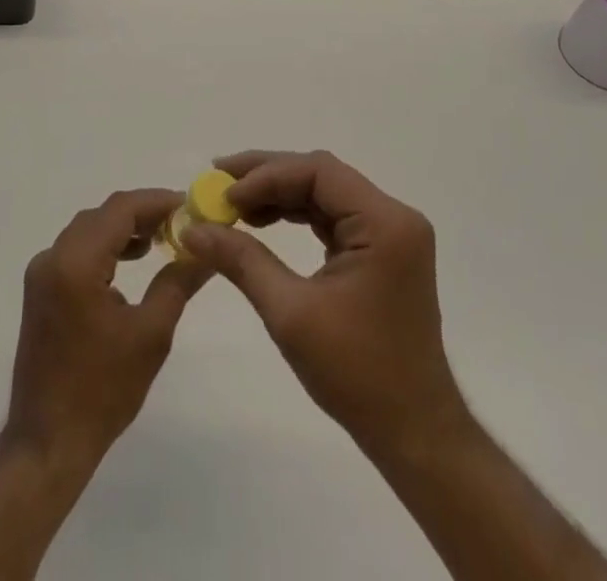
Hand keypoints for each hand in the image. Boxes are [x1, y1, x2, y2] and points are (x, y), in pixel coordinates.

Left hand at [6, 188, 208, 463]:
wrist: (48, 443)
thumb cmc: (103, 390)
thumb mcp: (151, 334)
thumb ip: (178, 281)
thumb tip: (208, 250)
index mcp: (76, 262)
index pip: (120, 209)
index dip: (157, 201)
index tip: (191, 205)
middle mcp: (52, 257)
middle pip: (103, 215)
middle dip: (143, 213)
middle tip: (182, 223)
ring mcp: (42, 273)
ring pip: (88, 230)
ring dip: (124, 229)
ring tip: (162, 239)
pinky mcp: (40, 291)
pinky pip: (76, 250)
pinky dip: (105, 247)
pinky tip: (131, 262)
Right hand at [180, 150, 467, 457]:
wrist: (414, 433)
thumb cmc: (357, 374)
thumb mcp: (291, 314)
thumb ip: (242, 261)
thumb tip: (192, 230)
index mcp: (384, 223)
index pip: (318, 172)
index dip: (266, 176)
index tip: (223, 193)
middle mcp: (393, 216)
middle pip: (321, 175)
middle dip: (267, 176)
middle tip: (218, 181)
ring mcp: (390, 233)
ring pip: (324, 192)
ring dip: (278, 194)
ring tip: (233, 203)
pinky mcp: (381, 251)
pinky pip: (332, 216)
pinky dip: (296, 215)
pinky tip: (263, 221)